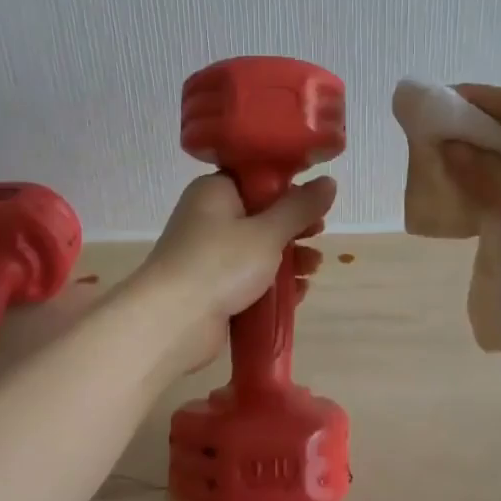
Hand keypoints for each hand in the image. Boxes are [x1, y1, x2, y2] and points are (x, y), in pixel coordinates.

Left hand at [134, 173, 335, 374]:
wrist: (171, 322)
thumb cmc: (220, 263)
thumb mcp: (267, 232)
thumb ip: (300, 208)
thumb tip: (329, 182)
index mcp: (215, 191)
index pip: (256, 178)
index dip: (288, 188)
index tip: (315, 201)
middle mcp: (208, 216)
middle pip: (260, 215)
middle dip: (293, 228)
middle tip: (318, 234)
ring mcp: (208, 254)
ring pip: (257, 249)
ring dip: (288, 258)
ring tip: (313, 268)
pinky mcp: (211, 287)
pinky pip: (249, 278)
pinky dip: (272, 283)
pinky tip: (298, 292)